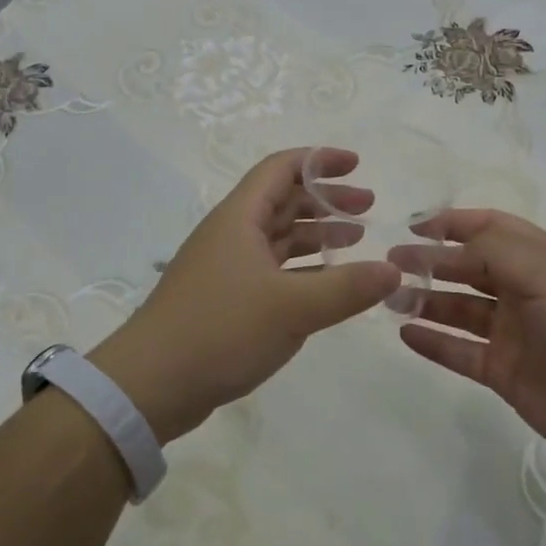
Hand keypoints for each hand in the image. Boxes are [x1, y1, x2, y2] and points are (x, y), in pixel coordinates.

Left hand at [90, 148, 400, 443]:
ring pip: (277, 237)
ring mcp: (226, 268)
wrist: (151, 385)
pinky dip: (301, 269)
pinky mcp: (224, 300)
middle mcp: (231, 234)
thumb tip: (394, 270)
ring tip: (356, 240)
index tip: (357, 164)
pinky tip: (324, 285)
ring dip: (315, 234)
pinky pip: (271, 270)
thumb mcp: (292, 308)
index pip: (281, 168)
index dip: (320, 160)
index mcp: (239, 218)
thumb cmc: (221, 330)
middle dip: (326, 200)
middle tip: (368, 208)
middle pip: (282, 200)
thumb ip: (347, 288)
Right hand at [391, 209, 545, 472]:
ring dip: (425, 300)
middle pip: (469, 268)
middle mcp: (525, 291)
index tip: (413, 225)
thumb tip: (450, 245)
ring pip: (460, 309)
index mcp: (542, 260)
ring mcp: (514, 334)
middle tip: (389, 263)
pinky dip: (433, 342)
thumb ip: (496, 251)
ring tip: (389, 298)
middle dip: (430, 262)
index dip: (453, 223)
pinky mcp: (505, 373)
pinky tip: (405, 334)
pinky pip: (460, 352)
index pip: (491, 229)